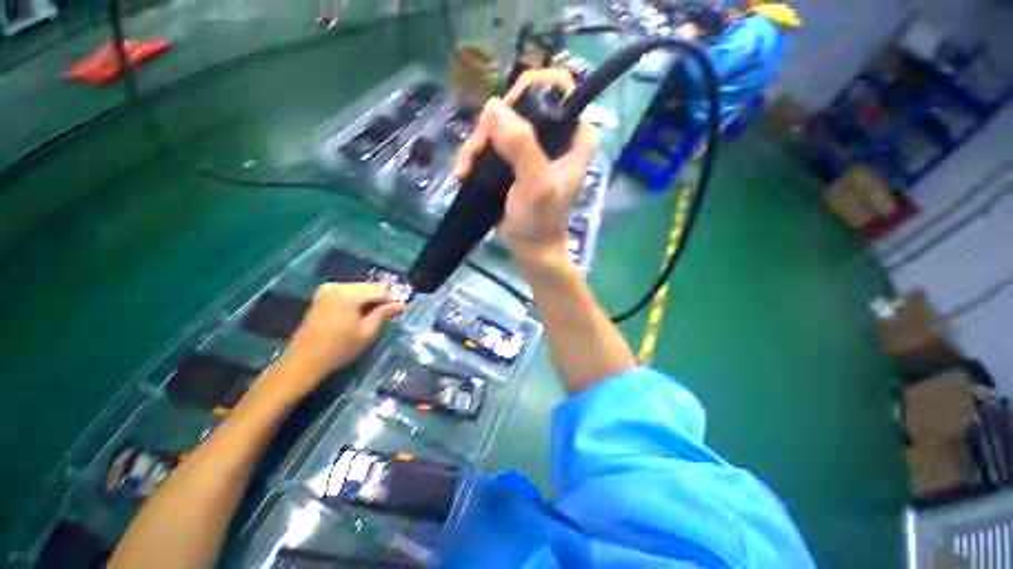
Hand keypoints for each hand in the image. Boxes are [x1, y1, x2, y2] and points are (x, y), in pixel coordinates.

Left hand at [263, 283, 406, 402]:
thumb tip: (403, 304)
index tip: (402, 308)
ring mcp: (327, 289)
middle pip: (369, 287)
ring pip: (359, 288)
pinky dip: (358, 299)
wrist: (304, 361)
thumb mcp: (367, 333)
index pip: (380, 290)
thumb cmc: (339, 349)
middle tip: (391, 312)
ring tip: (377, 313)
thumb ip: (384, 314)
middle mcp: (337, 286)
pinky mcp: (322, 295)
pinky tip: (361, 312)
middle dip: (381, 298)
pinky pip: (348, 291)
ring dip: (370, 298)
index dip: (393, 299)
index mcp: (348, 295)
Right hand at [454, 69, 598, 264]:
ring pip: (501, 122)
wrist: (529, 246)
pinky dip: (476, 154)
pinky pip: (493, 142)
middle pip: (521, 104)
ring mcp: (535, 145)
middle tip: (477, 152)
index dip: (527, 94)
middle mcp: (558, 134)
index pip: (557, 88)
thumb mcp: (536, 186)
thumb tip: (493, 106)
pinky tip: (464, 171)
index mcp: (577, 134)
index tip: (504, 119)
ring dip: (478, 143)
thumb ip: (521, 147)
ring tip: (466, 168)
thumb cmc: (539, 220)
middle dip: (493, 126)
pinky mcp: (516, 158)